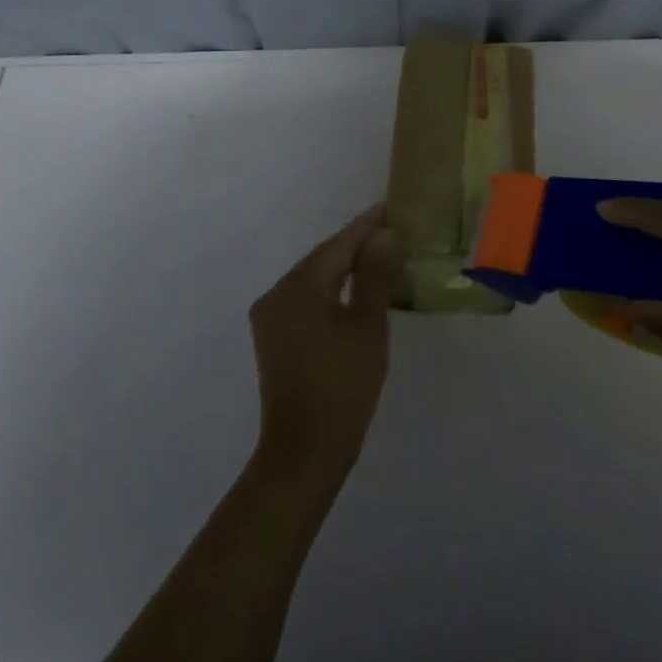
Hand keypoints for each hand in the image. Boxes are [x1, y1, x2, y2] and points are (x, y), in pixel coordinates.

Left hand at [248, 204, 397, 489]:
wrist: (303, 453)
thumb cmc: (343, 385)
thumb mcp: (367, 326)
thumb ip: (374, 275)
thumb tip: (382, 236)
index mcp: (298, 286)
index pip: (338, 244)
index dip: (366, 226)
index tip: (390, 207)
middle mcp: (276, 294)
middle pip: (322, 259)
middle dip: (355, 245)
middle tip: (390, 230)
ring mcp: (271, 318)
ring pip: (313, 280)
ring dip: (344, 268)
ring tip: (378, 256)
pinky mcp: (274, 339)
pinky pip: (306, 300)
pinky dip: (331, 291)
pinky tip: (353, 292)